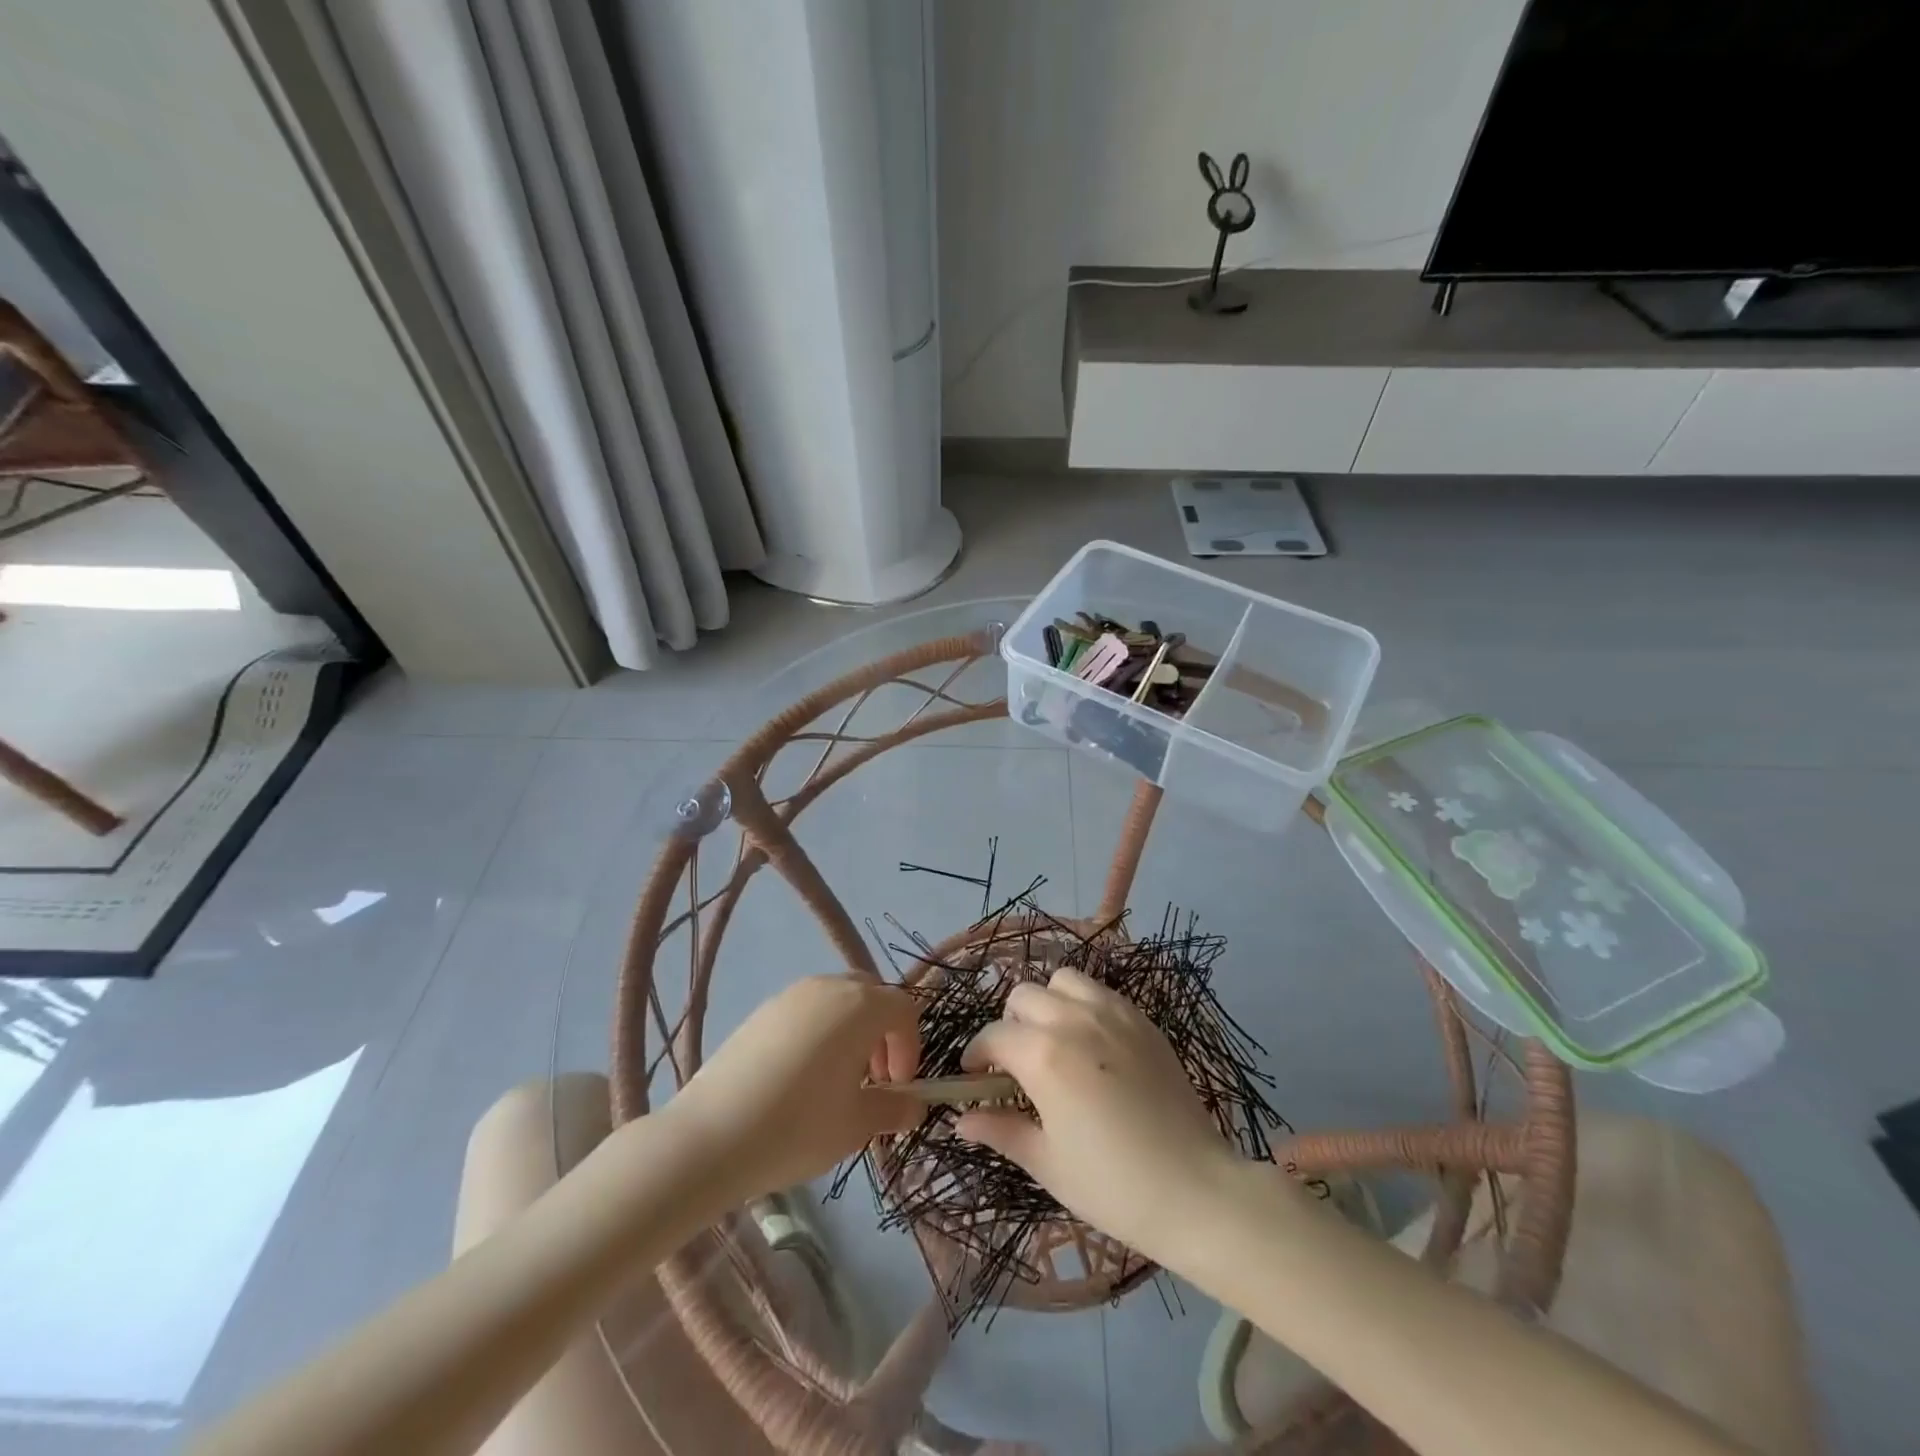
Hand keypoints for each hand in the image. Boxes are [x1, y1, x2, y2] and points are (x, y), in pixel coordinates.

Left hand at [672, 975, 920, 1199]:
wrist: (710, 1137)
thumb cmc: (798, 1127)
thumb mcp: (856, 1125)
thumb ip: (893, 1108)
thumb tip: (913, 1104)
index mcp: (860, 1006)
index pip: (903, 1009)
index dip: (910, 1047)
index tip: (898, 1087)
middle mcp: (828, 987)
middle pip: (871, 995)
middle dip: (881, 1033)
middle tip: (873, 1079)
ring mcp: (790, 995)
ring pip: (837, 1001)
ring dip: (850, 1032)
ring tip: (836, 1082)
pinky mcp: (761, 1011)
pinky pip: (806, 1011)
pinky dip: (818, 1034)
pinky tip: (799, 1080)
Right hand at [955, 967, 1274, 1261]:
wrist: (1196, 1191)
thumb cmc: (1112, 1186)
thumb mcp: (1047, 1163)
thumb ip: (1000, 1130)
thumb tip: (960, 1120)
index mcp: (1043, 1055)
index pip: (994, 1036)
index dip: (977, 1055)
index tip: (975, 1077)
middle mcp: (1074, 1020)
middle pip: (1024, 996)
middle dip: (1010, 1024)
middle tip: (1017, 1063)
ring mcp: (1114, 1013)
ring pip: (1063, 981)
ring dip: (1048, 1003)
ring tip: (1055, 1040)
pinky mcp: (1143, 1020)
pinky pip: (1101, 992)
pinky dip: (1084, 1005)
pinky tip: (1093, 1044)